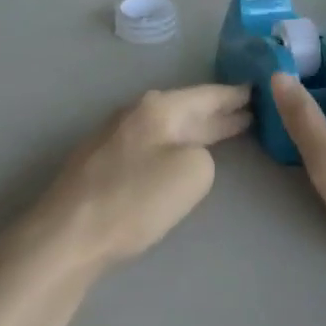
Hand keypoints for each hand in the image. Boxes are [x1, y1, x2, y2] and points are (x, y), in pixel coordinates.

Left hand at [28, 85, 251, 269]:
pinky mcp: (102, 163)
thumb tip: (186, 155)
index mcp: (159, 107)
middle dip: (218, 112)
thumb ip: (204, 155)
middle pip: (186, 109)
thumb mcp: (193, 173)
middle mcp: (136, 113)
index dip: (234, 95)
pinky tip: (179, 154)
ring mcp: (114, 136)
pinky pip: (151, 144)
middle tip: (250, 111)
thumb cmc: (135, 199)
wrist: (67, 235)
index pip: (207, 95)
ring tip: (223, 131)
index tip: (258, 90)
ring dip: (196, 129)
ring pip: (167, 127)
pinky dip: (174, 145)